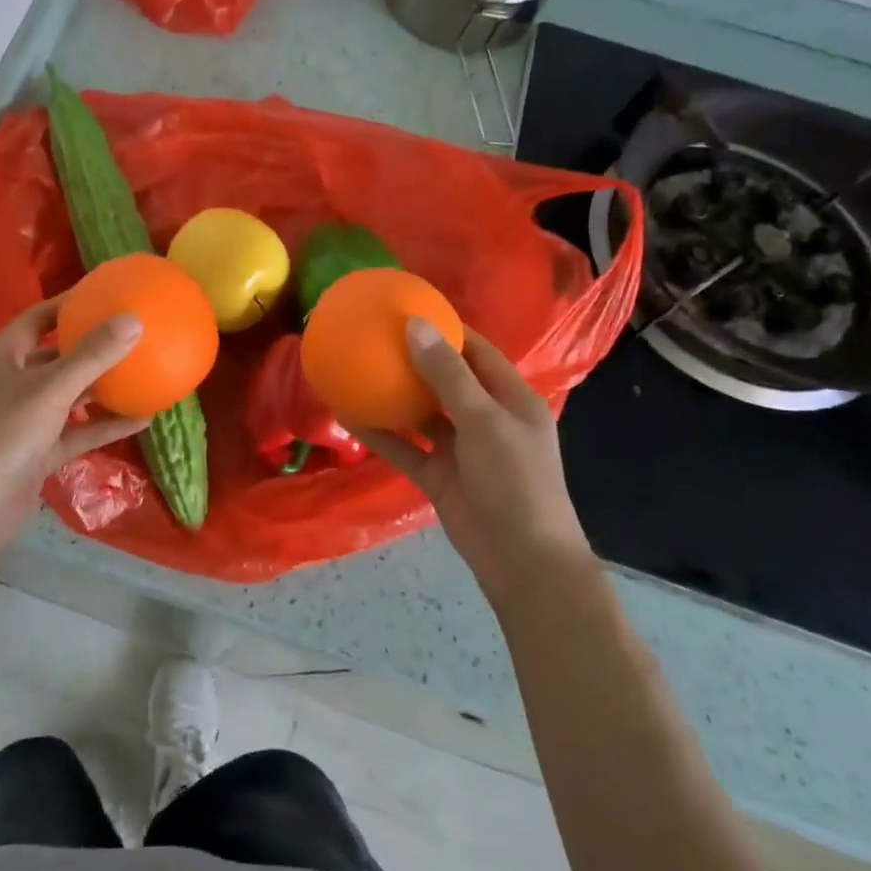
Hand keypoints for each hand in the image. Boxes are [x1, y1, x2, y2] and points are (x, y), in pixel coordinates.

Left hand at [0, 297, 148, 569]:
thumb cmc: (2, 437)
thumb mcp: (49, 390)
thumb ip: (91, 355)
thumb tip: (134, 319)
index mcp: (2, 358)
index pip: (36, 318)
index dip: (67, 303)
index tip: (104, 293)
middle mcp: (12, 384)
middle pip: (55, 355)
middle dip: (90, 345)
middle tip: (130, 331)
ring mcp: (25, 420)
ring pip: (69, 395)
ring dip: (102, 386)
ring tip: (143, 370)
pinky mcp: (39, 452)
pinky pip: (77, 430)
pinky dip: (105, 424)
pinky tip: (143, 418)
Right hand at [353, 320, 589, 597]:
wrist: (522, 562)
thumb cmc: (515, 482)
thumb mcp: (484, 421)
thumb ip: (447, 374)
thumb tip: (414, 324)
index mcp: (510, 398)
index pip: (477, 351)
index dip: (447, 328)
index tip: (408, 308)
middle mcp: (485, 418)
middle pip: (445, 379)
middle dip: (413, 358)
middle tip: (374, 335)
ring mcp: (460, 448)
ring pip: (421, 413)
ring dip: (393, 395)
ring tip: (356, 368)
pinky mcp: (438, 475)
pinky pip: (404, 447)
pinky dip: (380, 433)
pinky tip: (348, 416)